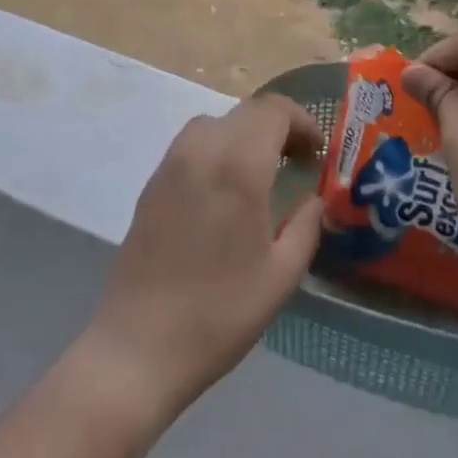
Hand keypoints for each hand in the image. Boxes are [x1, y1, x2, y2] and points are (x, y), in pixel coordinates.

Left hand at [83, 96, 323, 422]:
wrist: (139, 346)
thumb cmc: (219, 313)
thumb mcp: (281, 275)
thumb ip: (306, 226)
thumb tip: (313, 199)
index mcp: (238, 167)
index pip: (274, 110)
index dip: (302, 122)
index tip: (317, 152)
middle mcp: (202, 151)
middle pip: (246, 110)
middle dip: (278, 126)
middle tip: (297, 161)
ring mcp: (171, 164)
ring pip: (215, 122)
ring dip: (245, 133)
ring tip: (261, 171)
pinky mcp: (152, 183)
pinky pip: (191, 144)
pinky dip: (217, 147)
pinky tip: (224, 189)